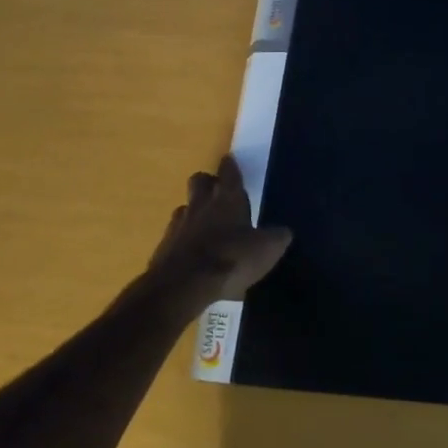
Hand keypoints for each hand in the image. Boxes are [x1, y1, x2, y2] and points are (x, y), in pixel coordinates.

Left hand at [148, 156, 291, 303]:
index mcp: (228, 198)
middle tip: (217, 191)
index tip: (230, 161)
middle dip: (207, 183)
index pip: (229, 172)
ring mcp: (178, 225)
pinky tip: (194, 255)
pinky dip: (184, 241)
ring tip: (205, 227)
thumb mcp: (267, 249)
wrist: (183, 286)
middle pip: (199, 181)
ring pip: (185, 208)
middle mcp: (201, 204)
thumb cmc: (231, 258)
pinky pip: (174, 236)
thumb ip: (277, 237)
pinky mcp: (163, 248)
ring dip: (194, 212)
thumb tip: (283, 232)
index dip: (230, 166)